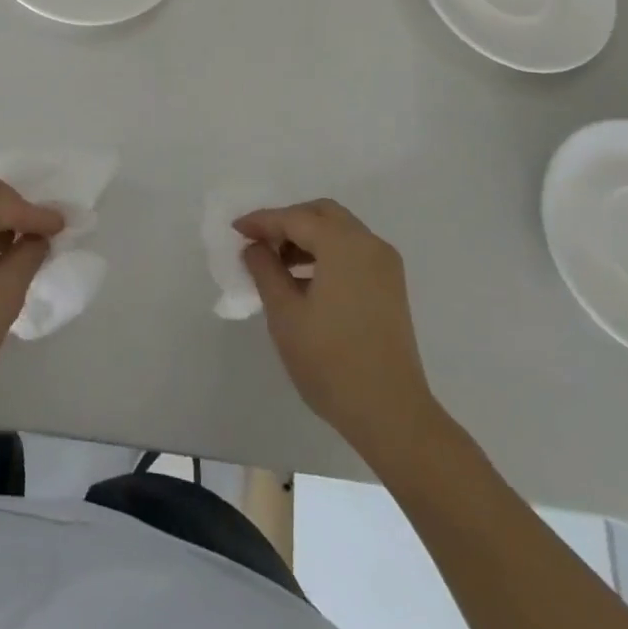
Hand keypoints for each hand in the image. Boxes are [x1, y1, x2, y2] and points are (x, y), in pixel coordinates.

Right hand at [235, 199, 440, 454]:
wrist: (392, 415)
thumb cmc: (331, 362)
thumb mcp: (285, 314)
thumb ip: (265, 270)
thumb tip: (255, 247)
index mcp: (344, 244)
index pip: (294, 218)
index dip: (261, 221)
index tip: (235, 230)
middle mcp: (369, 244)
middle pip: (322, 214)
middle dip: (288, 222)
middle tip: (260, 242)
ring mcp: (385, 266)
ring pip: (339, 231)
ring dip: (307, 238)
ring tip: (277, 264)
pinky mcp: (390, 287)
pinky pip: (353, 252)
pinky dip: (326, 254)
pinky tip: (305, 281)